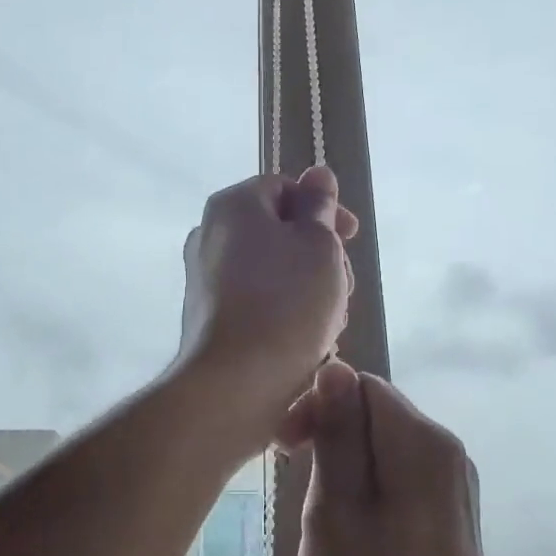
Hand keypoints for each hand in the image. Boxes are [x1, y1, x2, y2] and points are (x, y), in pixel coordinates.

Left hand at [177, 167, 358, 410]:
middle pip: (279, 231)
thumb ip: (320, 206)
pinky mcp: (209, 317)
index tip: (351, 237)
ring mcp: (204, 278)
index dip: (324, 209)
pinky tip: (306, 341)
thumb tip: (318, 173)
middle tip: (344, 286)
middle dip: (319, 255)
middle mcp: (210, 234)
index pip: (285, 188)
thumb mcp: (318, 245)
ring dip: (308, 288)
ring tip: (330, 322)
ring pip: (273, 270)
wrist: (234, 383)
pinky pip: (256, 300)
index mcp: (233, 206)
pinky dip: (284, 311)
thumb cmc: (286, 303)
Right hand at [281, 362, 491, 555]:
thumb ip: (337, 434)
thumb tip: (334, 367)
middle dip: (332, 434)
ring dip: (348, 463)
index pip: (360, 385)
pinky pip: (403, 474)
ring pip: (387, 444)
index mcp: (423, 442)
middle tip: (296, 484)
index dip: (317, 405)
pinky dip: (371, 486)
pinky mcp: (454, 515)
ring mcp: (457, 485)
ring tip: (323, 515)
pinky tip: (354, 530)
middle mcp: (449, 451)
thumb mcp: (333, 511)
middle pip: (377, 411)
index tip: (284, 450)